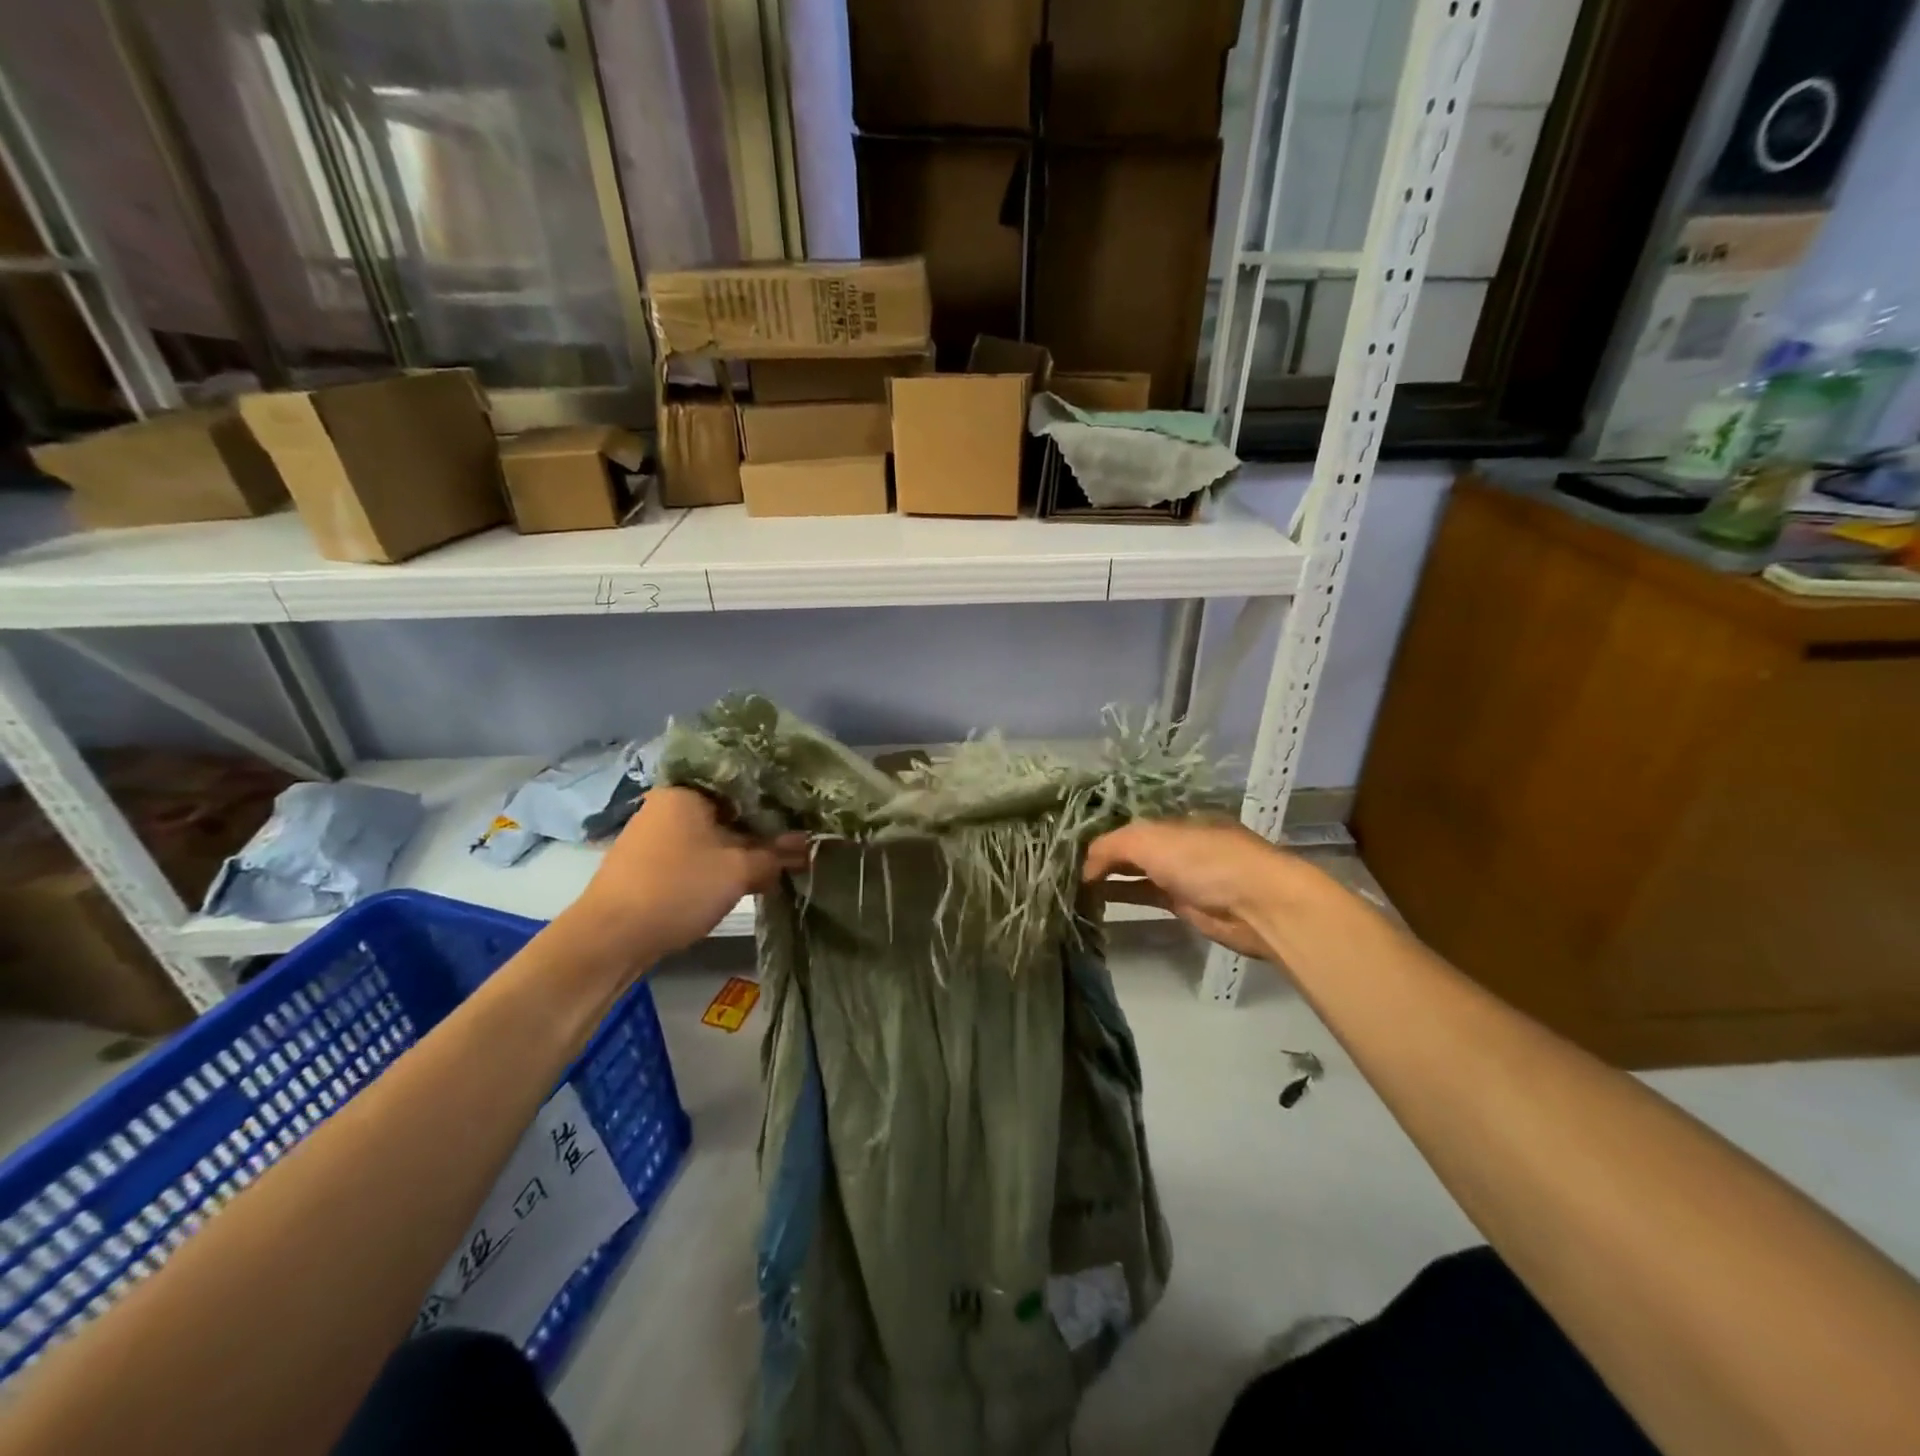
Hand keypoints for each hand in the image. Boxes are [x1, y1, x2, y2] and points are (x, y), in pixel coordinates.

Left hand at [574, 787, 808, 958]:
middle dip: (764, 827)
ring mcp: (658, 835)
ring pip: (714, 833)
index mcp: (686, 791)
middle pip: (729, 808)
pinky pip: (699, 853)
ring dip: (745, 848)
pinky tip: (751, 875)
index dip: (776, 797)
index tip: (804, 810)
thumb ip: (775, 855)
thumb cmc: (678, 888)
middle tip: (800, 838)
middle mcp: (669, 805)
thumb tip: (807, 847)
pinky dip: (724, 862)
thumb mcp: (738, 870)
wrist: (610, 939)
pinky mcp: (653, 863)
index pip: (742, 781)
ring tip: (783, 859)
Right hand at [1083, 817, 1294, 962]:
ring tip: (1071, 884)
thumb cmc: (1204, 860)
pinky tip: (1095, 899)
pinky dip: (1121, 895)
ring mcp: (1180, 873)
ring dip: (1106, 876)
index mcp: (1173, 818)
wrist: (1257, 904)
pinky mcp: (1183, 903)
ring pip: (1134, 871)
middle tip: (1062, 865)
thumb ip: (1111, 847)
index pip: (1127, 821)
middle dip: (1100, 854)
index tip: (1067, 844)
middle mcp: (1175, 842)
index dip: (1099, 831)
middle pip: (1130, 846)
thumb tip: (1085, 869)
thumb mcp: (1150, 839)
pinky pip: (1144, 895)